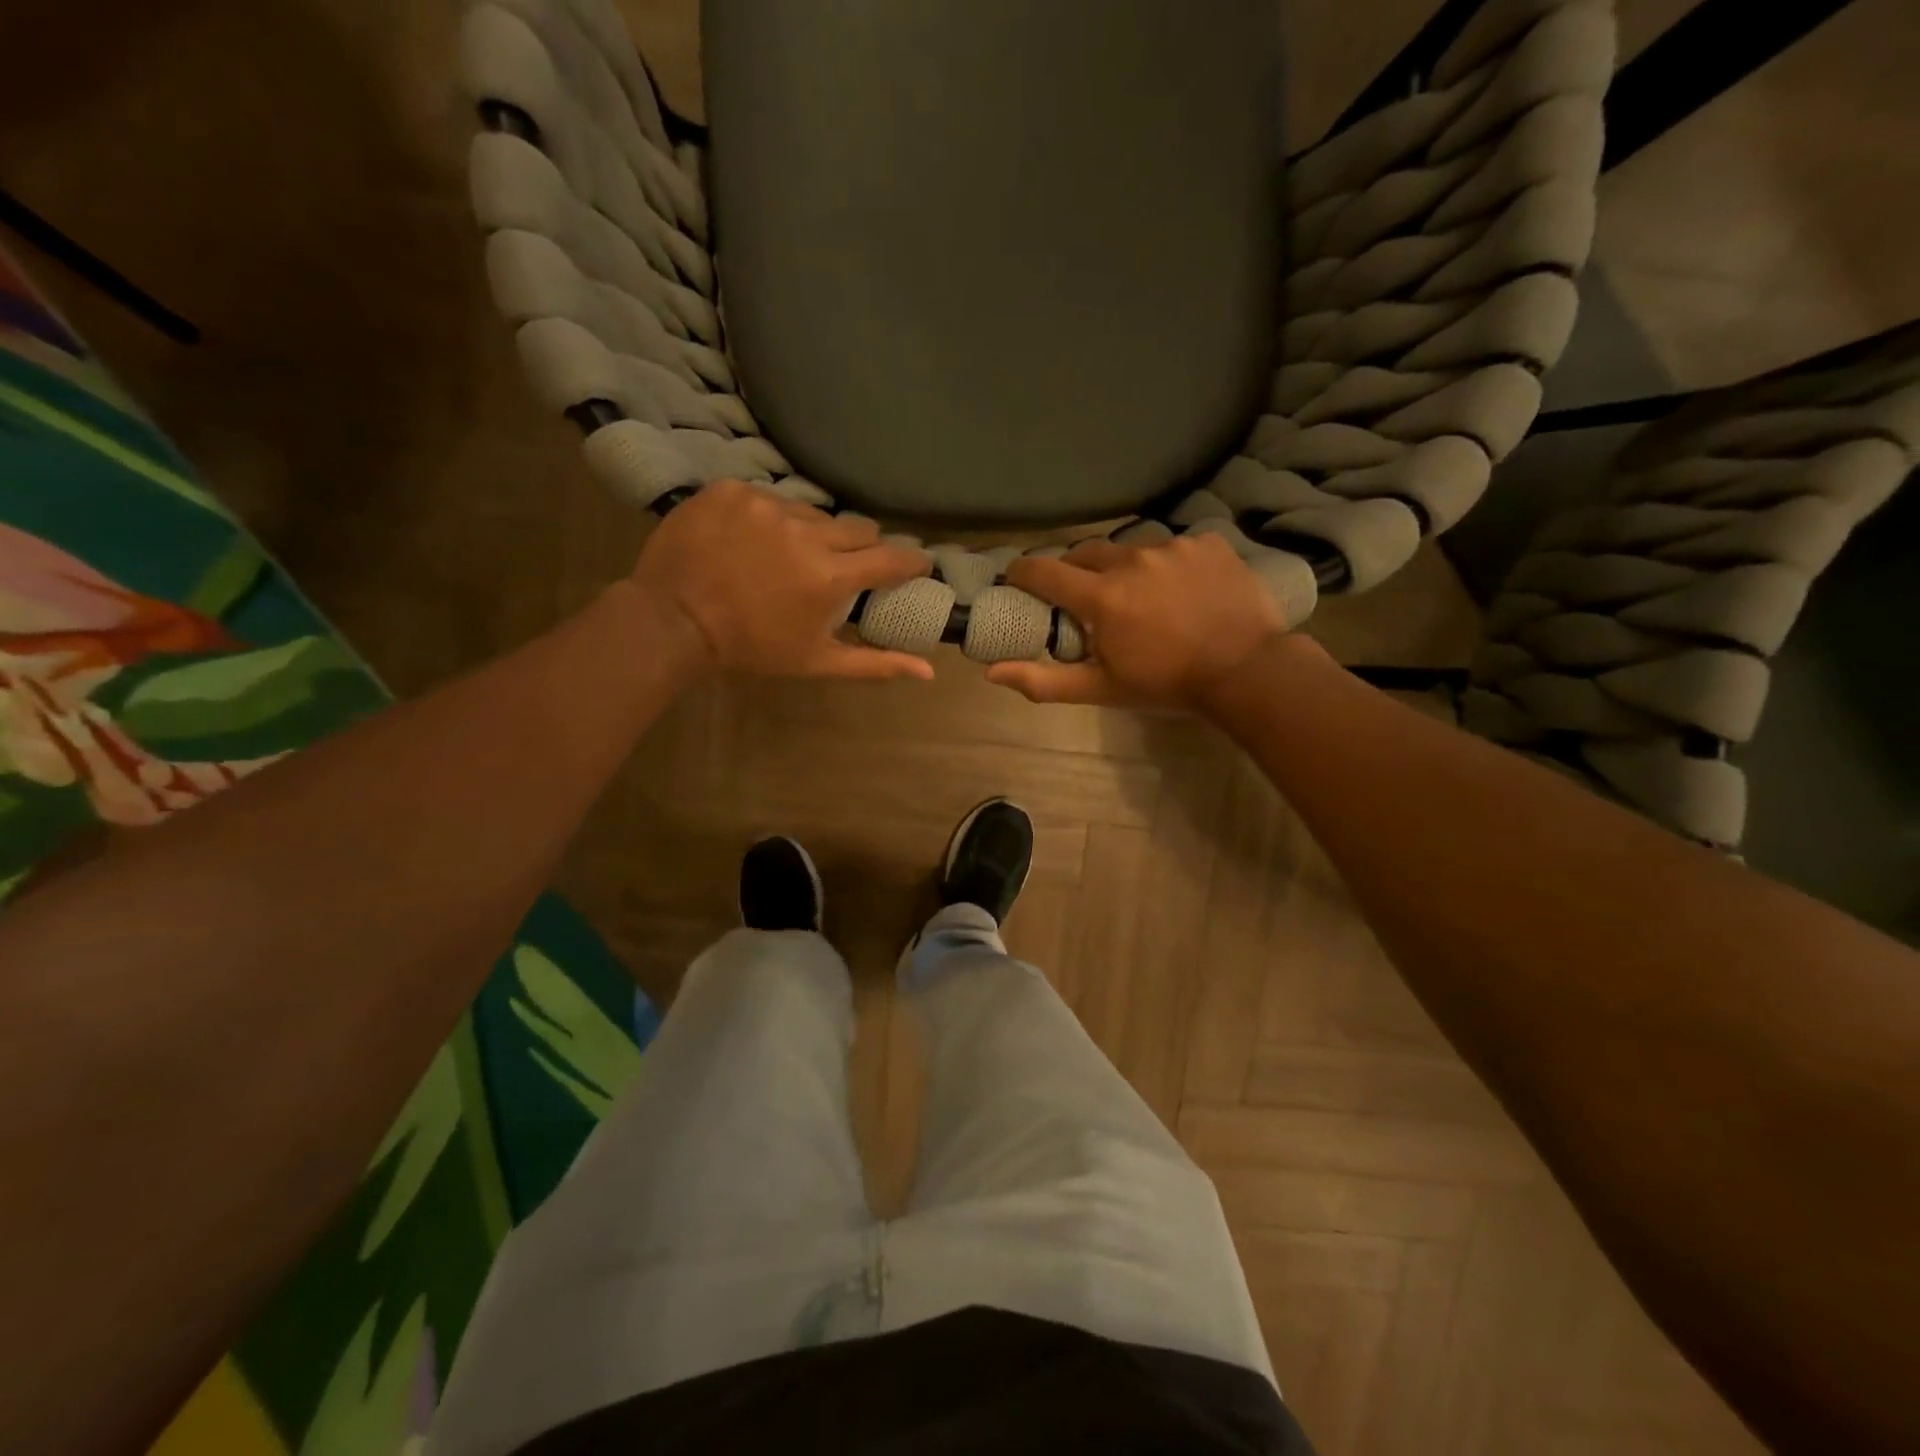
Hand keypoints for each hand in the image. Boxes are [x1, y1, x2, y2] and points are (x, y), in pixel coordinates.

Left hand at [628, 480, 934, 680]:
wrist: (672, 621)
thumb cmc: (752, 648)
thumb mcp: (816, 662)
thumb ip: (875, 663)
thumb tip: (929, 672)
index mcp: (831, 576)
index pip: (892, 557)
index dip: (910, 561)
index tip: (916, 565)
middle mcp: (806, 531)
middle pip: (858, 529)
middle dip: (859, 549)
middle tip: (840, 568)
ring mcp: (767, 504)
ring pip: (813, 512)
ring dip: (811, 533)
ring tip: (786, 556)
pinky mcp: (733, 490)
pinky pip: (770, 497)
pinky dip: (770, 518)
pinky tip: (751, 541)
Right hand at [985, 533, 1291, 710]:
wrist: (1248, 670)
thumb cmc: (1168, 684)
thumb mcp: (1102, 689)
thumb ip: (1044, 680)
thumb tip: (992, 672)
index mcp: (1102, 597)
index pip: (1045, 572)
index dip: (1023, 572)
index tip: (1017, 578)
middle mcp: (1132, 560)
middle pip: (1085, 553)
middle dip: (1074, 571)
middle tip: (1082, 596)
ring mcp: (1173, 547)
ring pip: (1131, 549)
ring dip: (1124, 568)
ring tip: (1141, 595)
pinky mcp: (1208, 543)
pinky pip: (1174, 547)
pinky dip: (1168, 565)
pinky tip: (1183, 590)